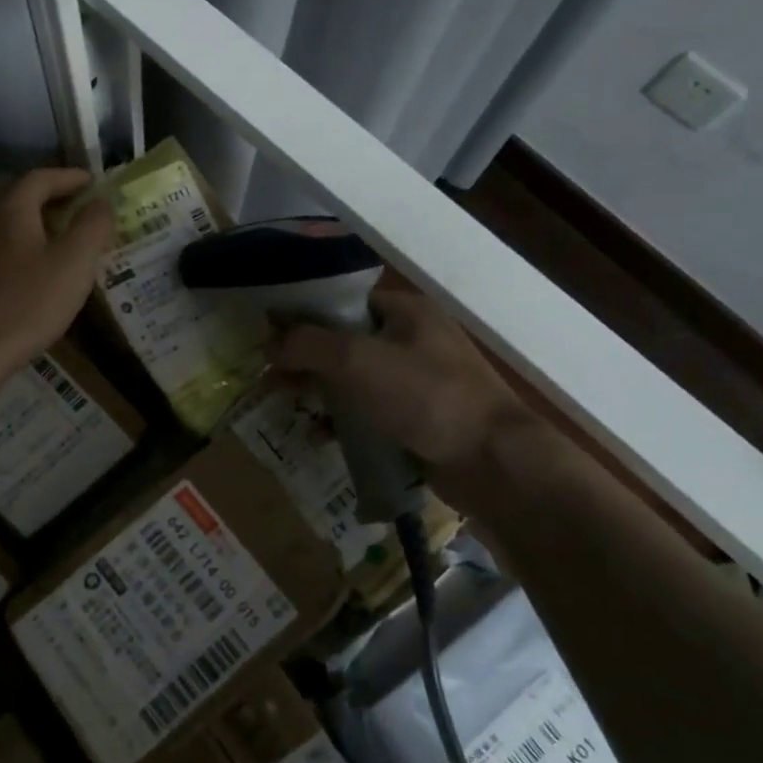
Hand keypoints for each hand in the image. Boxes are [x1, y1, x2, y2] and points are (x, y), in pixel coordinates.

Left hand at [0, 167, 114, 387]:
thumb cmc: (26, 303)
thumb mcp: (74, 264)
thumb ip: (92, 227)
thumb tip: (101, 202)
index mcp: (10, 206)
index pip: (41, 176)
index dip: (70, 177)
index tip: (93, 183)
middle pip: (13, 191)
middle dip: (44, 193)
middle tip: (71, 206)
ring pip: (1, 219)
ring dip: (29, 219)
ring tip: (57, 237)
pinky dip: (16, 243)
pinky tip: (30, 268)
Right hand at [274, 277, 549, 509]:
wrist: (492, 461)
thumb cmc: (424, 396)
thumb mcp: (356, 360)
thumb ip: (307, 345)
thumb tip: (272, 346)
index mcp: (406, 311)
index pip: (342, 302)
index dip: (304, 316)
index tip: (269, 337)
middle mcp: (414, 339)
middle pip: (345, 341)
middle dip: (308, 359)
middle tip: (274, 379)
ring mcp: (420, 381)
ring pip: (356, 379)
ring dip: (322, 391)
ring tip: (290, 406)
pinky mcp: (420, 419)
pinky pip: (371, 412)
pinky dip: (345, 420)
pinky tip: (321, 435)